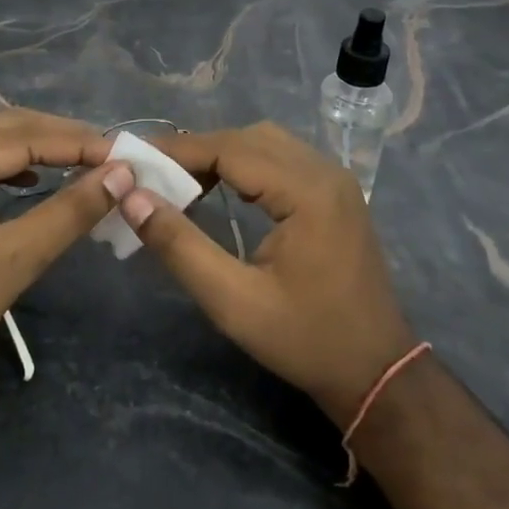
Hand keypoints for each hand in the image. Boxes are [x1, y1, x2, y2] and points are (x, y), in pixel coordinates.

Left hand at [0, 110, 133, 380]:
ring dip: (41, 147)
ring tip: (85, 162)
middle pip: (8, 127)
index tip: (125, 155)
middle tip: (111, 156)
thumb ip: (71, 211)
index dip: (78, 142)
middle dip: (63, 138)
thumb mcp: (17, 258)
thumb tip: (121, 175)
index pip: (24, 135)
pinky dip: (15, 162)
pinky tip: (37, 178)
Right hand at [121, 122, 417, 424]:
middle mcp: (325, 172)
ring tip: (181, 182)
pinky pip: (283, 159)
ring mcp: (336, 180)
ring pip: (266, 143)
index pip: (230, 148)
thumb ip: (180, 246)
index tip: (134, 158)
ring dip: (221, 155)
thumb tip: (132, 197)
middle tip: (153, 174)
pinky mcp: (336, 194)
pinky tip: (221, 189)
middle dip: (197, 150)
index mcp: (307, 191)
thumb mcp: (233, 301)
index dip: (178, 150)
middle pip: (248, 137)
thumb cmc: (305, 340)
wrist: (376, 371)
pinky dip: (246, 165)